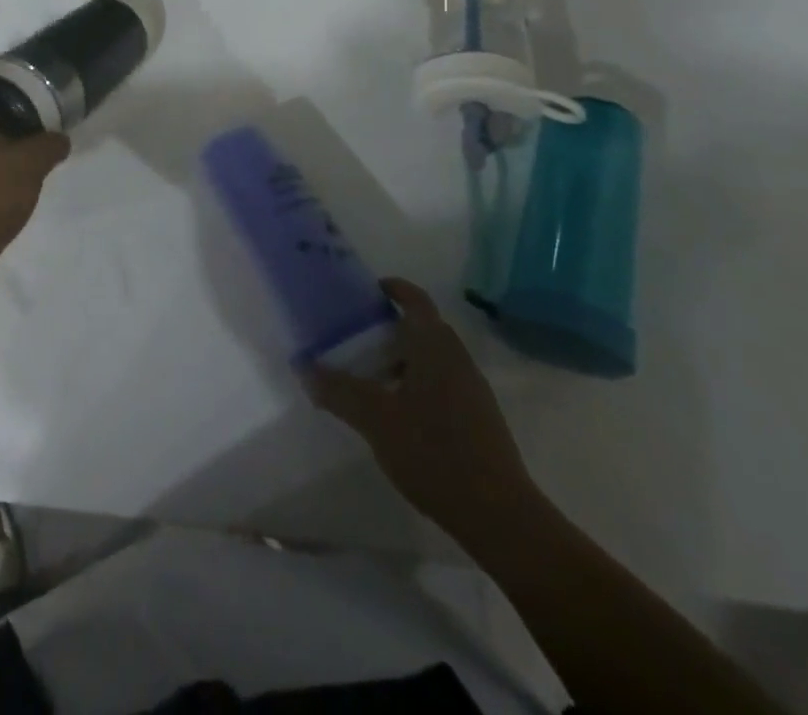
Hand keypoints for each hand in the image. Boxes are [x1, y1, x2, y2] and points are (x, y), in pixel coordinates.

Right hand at [308, 278, 541, 546]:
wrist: (501, 517)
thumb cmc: (434, 453)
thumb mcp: (376, 420)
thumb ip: (339, 391)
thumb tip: (306, 369)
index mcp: (436, 348)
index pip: (416, 300)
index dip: (393, 288)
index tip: (367, 291)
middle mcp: (458, 360)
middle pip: (423, 329)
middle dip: (389, 329)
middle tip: (355, 338)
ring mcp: (473, 391)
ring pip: (433, 359)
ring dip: (402, 360)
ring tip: (369, 379)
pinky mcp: (479, 420)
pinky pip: (442, 385)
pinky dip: (417, 385)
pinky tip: (397, 415)